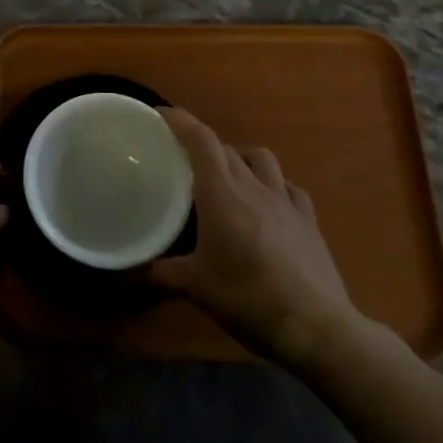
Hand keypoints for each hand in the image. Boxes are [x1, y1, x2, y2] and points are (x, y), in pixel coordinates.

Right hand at [146, 109, 369, 366]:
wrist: (317, 328)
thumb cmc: (249, 299)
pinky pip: (288, 186)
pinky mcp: (308, 219)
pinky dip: (273, 184)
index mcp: (221, 194)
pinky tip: (268, 201)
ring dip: (239, 157)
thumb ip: (159, 273)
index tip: (158, 115)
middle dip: (201, 145)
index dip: (179, 120)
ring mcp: (285, 200)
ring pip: (260, 158)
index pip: (199, 139)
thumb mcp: (196, 288)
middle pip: (224, 147)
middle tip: (182, 158)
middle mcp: (253, 186)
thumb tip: (126, 271)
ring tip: (227, 174)